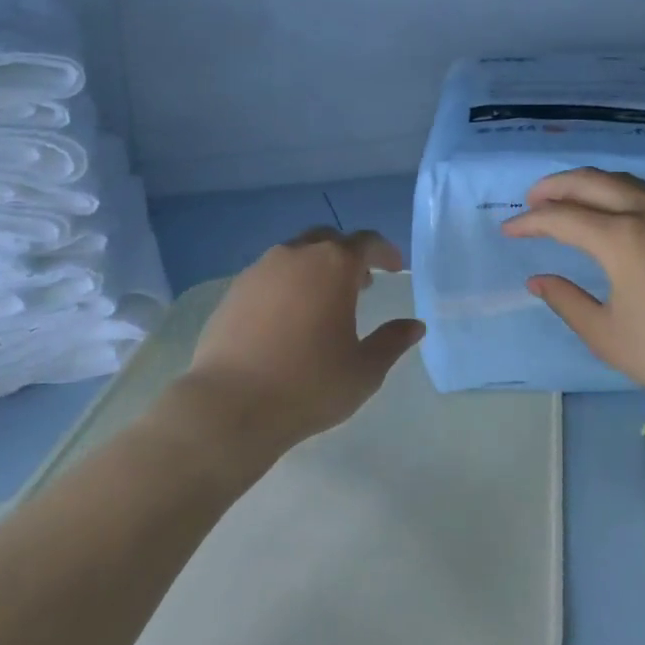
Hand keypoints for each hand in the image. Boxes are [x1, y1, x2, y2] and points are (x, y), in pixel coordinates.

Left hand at [165, 228, 425, 468]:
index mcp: (334, 266)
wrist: (230, 405)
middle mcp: (296, 256)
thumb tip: (414, 326)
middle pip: (328, 240)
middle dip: (348, 256)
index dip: (384, 252)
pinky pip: (269, 275)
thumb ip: (392, 342)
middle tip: (360, 284)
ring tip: (323, 303)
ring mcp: (259, 270)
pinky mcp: (233, 291)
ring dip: (315, 268)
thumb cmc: (309, 385)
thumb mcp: (364, 370)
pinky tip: (287, 318)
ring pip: (295, 255)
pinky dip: (286, 285)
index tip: (394, 268)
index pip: (366, 242)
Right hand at [502, 168, 644, 412]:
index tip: (509, 230)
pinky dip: (617, 192)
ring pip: (623, 181)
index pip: (562, 217)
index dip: (530, 222)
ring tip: (567, 199)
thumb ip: (566, 300)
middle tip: (531, 200)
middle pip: (592, 182)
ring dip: (589, 184)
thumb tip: (538, 278)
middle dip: (555, 186)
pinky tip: (611, 212)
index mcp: (621, 238)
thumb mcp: (605, 335)